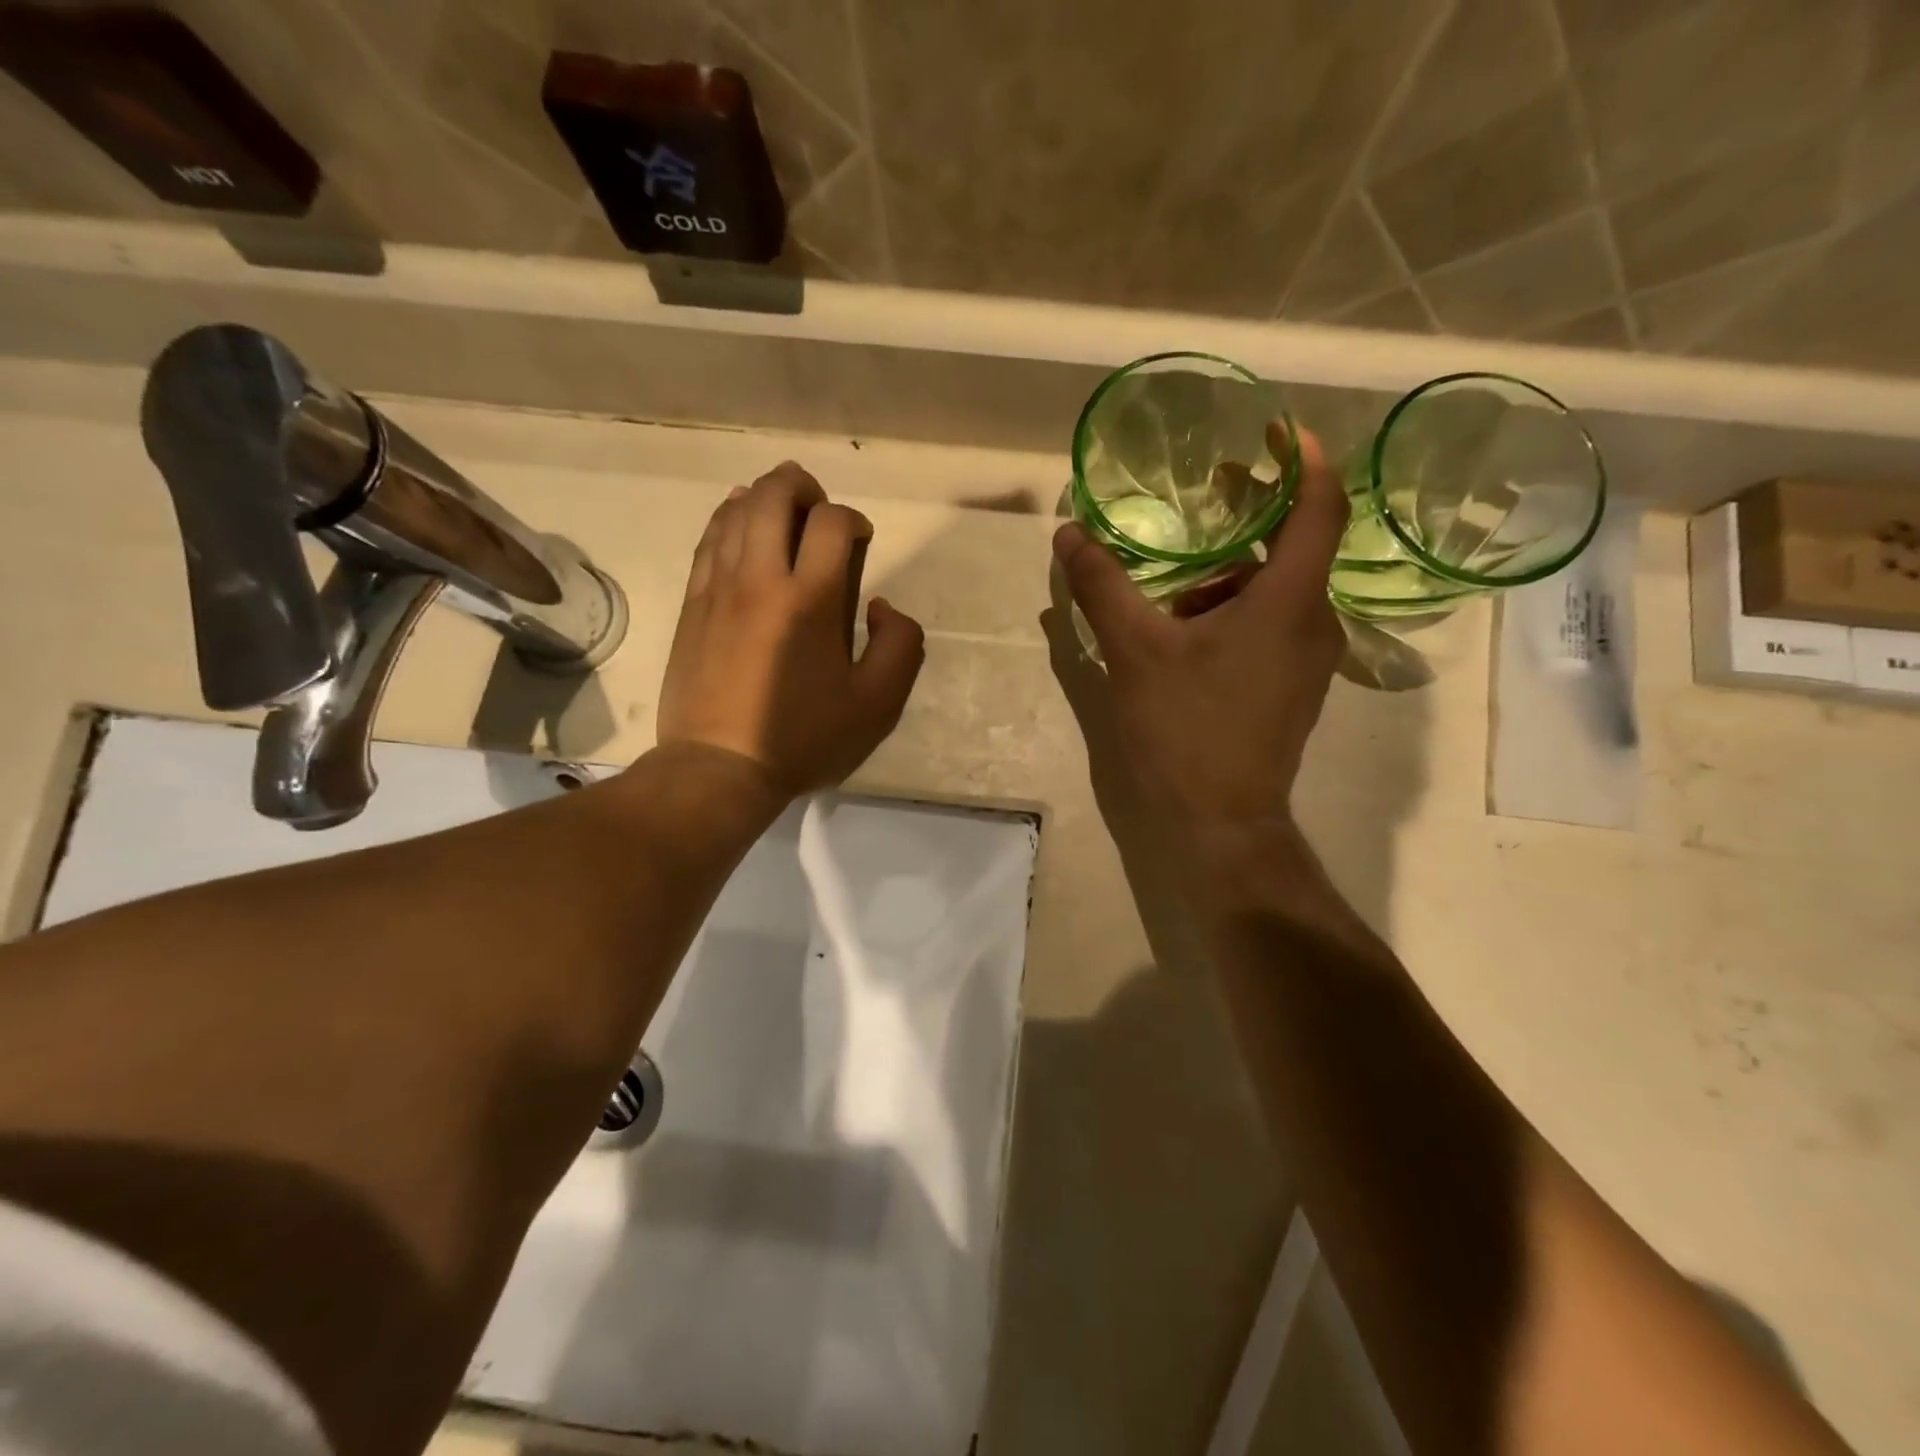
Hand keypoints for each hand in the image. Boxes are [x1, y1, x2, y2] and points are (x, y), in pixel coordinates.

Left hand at [657, 462, 925, 796]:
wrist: (720, 768)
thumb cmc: (804, 737)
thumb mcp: (877, 705)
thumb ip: (900, 646)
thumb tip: (882, 606)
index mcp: (809, 599)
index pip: (831, 522)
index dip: (852, 518)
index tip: (860, 540)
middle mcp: (759, 578)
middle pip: (774, 496)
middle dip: (802, 487)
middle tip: (818, 507)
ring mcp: (718, 588)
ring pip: (735, 511)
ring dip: (763, 497)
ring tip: (782, 510)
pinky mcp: (692, 604)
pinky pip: (707, 541)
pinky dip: (727, 519)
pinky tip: (738, 521)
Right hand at [1053, 430, 1348, 867]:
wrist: (1222, 822)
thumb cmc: (1186, 729)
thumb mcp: (1134, 650)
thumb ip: (1103, 586)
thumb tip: (1070, 533)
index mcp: (1290, 600)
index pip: (1319, 505)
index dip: (1304, 458)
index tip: (1275, 430)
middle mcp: (1314, 621)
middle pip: (1292, 547)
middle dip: (1245, 521)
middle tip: (1199, 503)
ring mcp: (1309, 659)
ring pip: (1275, 591)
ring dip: (1226, 578)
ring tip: (1167, 595)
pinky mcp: (1294, 686)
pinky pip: (1272, 625)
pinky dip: (1233, 612)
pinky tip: (1181, 638)